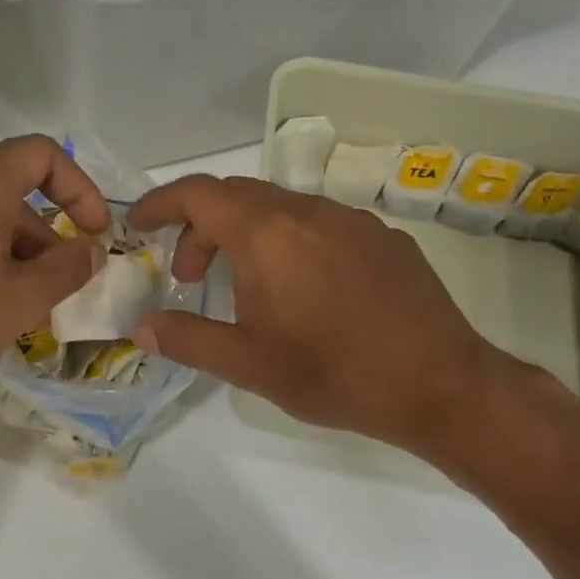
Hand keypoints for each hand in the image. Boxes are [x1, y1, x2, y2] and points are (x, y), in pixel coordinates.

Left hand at [0, 136, 109, 423]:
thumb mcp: (23, 301)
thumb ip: (69, 268)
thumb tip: (90, 249)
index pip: (41, 155)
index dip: (80, 189)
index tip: (93, 231)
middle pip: (3, 188)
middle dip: (38, 233)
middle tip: (52, 284)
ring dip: (1, 245)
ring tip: (8, 300)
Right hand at [128, 175, 512, 457]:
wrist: (440, 384)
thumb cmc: (334, 373)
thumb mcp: (248, 364)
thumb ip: (187, 339)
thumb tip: (142, 328)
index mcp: (267, 234)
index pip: (198, 194)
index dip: (161, 203)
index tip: (139, 226)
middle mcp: (307, 212)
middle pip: (237, 197)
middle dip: (200, 227)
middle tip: (190, 277)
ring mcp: (351, 220)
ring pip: (280, 207)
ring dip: (246, 235)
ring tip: (245, 286)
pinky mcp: (384, 238)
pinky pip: (320, 223)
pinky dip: (289, 241)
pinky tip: (303, 290)